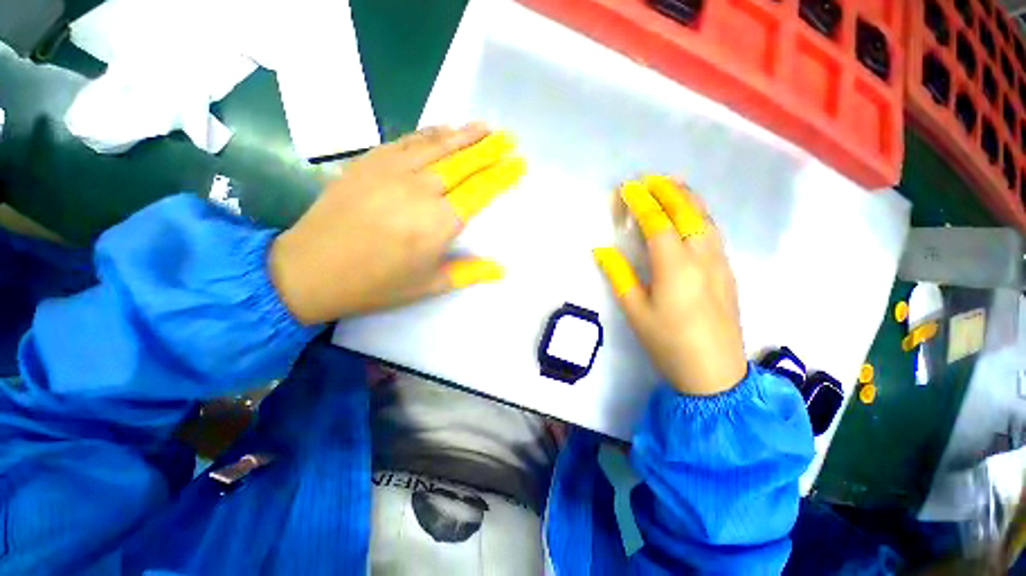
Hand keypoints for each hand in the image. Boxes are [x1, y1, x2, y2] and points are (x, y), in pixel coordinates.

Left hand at [269, 124, 524, 324]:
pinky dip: (429, 133)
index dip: (502, 176)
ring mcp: (391, 172)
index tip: (519, 164)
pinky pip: (406, 141)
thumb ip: (469, 273)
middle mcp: (419, 191)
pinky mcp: (368, 163)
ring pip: (437, 145)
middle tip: (509, 138)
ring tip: (484, 127)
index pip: (480, 191)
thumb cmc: (376, 285)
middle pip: (463, 163)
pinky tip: (442, 129)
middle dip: (490, 149)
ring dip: (464, 134)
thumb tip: (503, 270)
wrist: (310, 270)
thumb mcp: (428, 286)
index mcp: (438, 225)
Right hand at [593, 175, 745, 395]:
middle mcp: (702, 257)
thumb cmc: (668, 343)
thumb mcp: (635, 311)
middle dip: (668, 190)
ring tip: (672, 185)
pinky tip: (691, 215)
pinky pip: (714, 232)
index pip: (658, 223)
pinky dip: (700, 214)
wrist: (715, 373)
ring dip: (688, 197)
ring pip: (706, 218)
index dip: (642, 202)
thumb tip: (602, 249)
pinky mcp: (728, 271)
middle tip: (650, 178)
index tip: (627, 188)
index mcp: (675, 267)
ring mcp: (720, 263)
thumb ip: (619, 276)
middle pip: (688, 212)